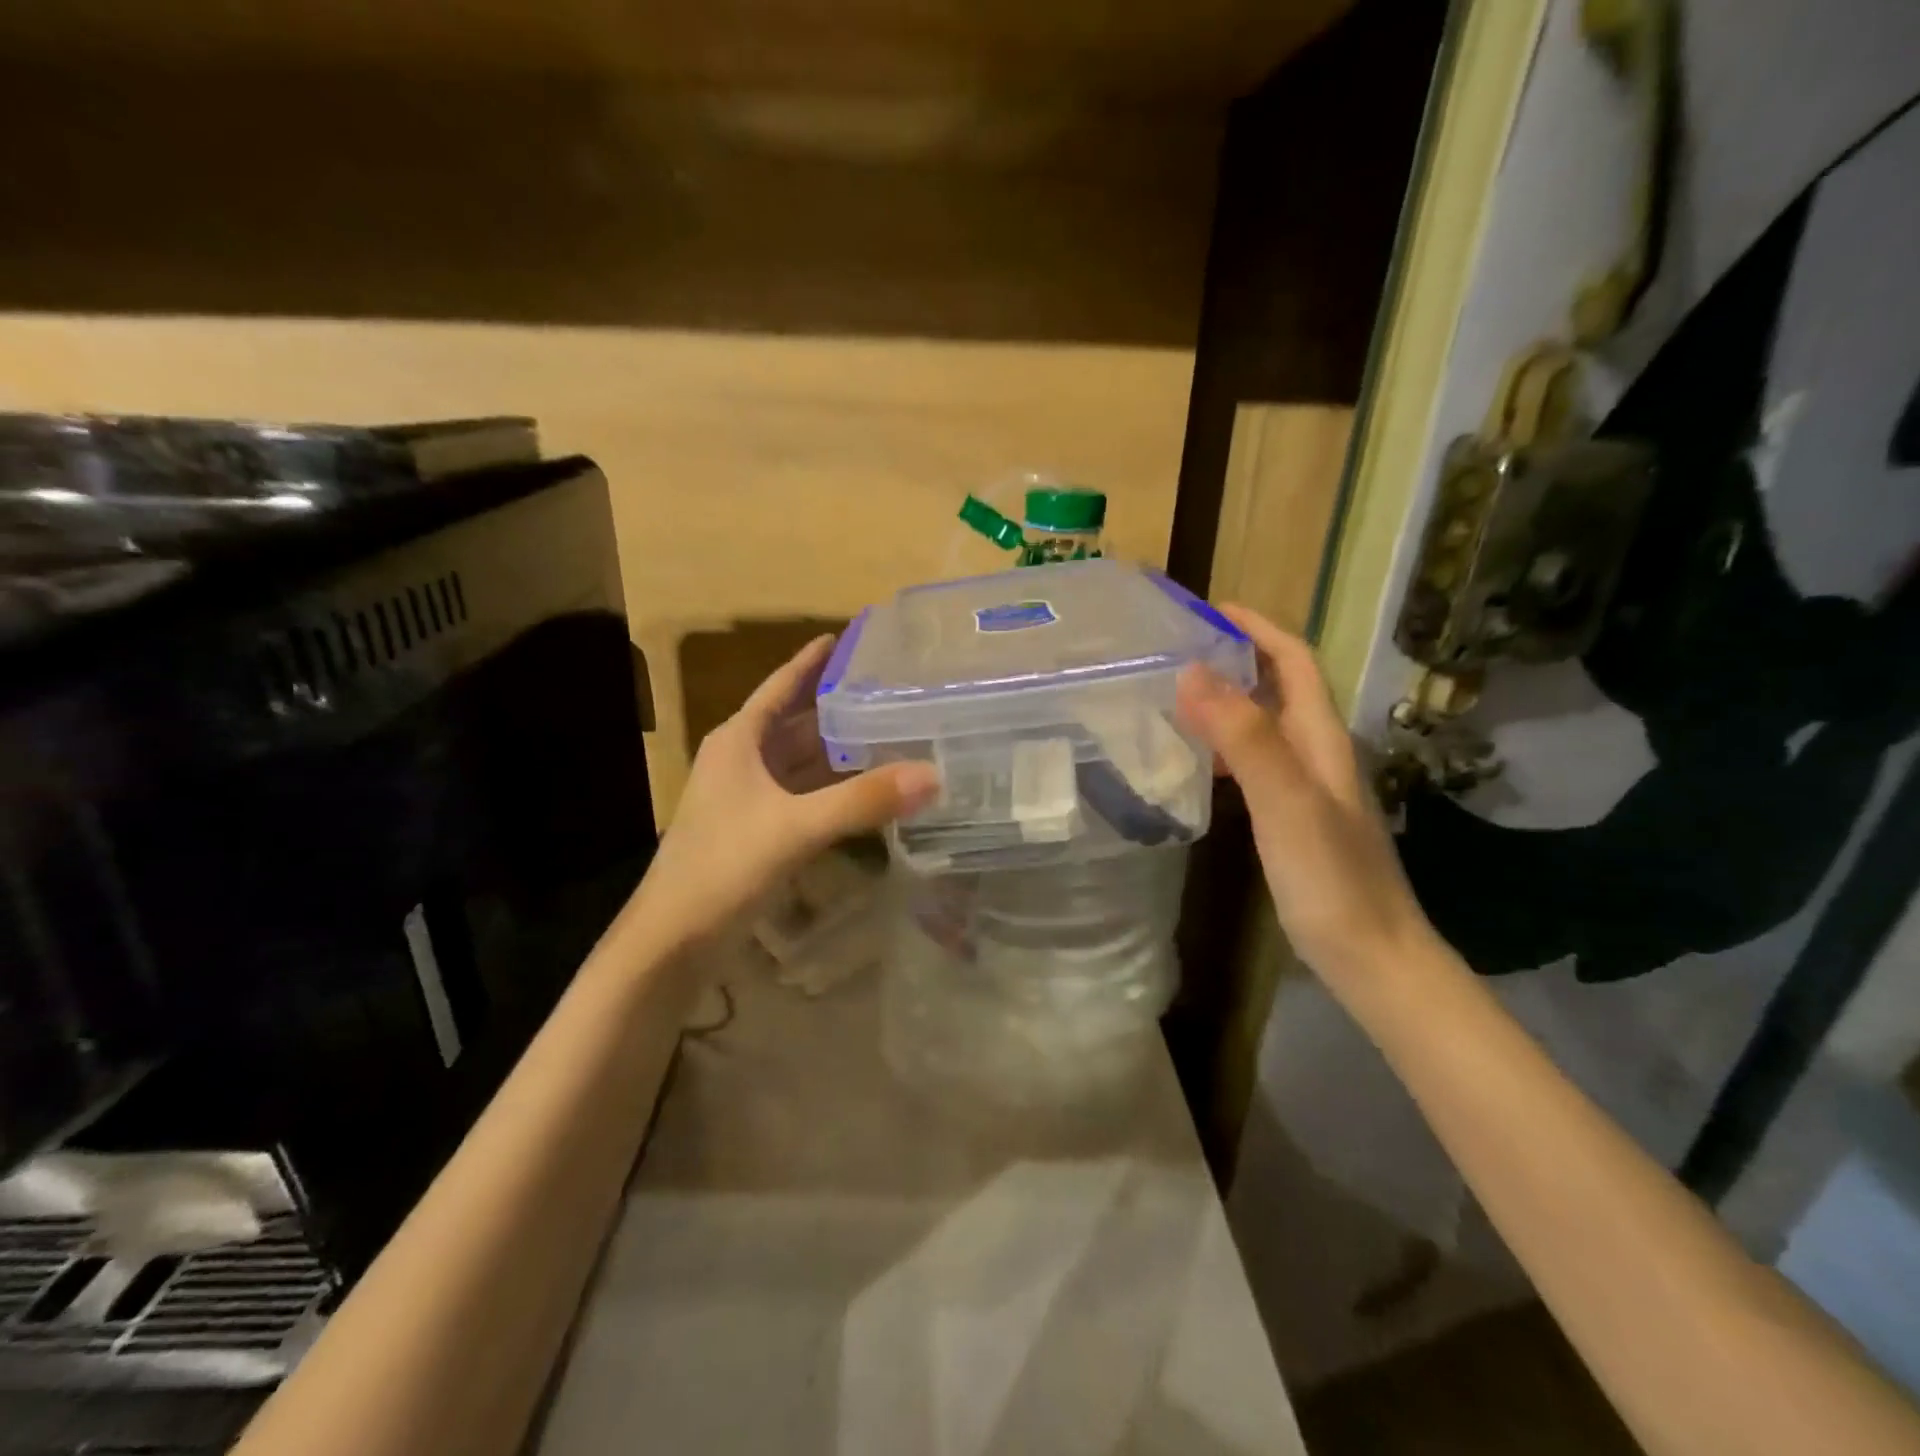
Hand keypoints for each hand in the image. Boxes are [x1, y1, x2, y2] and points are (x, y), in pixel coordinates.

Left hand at [636, 635, 939, 941]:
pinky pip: (804, 796)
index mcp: (739, 742)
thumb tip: (932, 774)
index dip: (811, 661)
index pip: (781, 687)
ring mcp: (749, 799)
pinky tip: (868, 791)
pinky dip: (834, 789)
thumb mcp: (795, 828)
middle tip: (892, 691)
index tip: (846, 637)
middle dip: (838, 708)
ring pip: (802, 762)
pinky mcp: (759, 831)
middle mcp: (743, 761)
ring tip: (891, 733)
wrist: (673, 940)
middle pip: (797, 723)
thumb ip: (863, 801)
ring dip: (839, 751)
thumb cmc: (723, 867)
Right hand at [1174, 604, 1432, 993]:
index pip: (1294, 661)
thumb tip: (1194, 672)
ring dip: (1228, 700)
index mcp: (1322, 739)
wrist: (1372, 958)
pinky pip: (1256, 763)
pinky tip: (1197, 763)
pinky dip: (1225, 747)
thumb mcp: (1285, 801)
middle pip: (1280, 687)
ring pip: (1266, 725)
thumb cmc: (1331, 879)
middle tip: (1178, 651)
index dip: (1257, 628)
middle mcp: (1319, 753)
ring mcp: (1308, 788)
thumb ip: (1244, 737)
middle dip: (1237, 657)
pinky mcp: (1294, 819)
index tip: (1208, 609)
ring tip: (1175, 697)